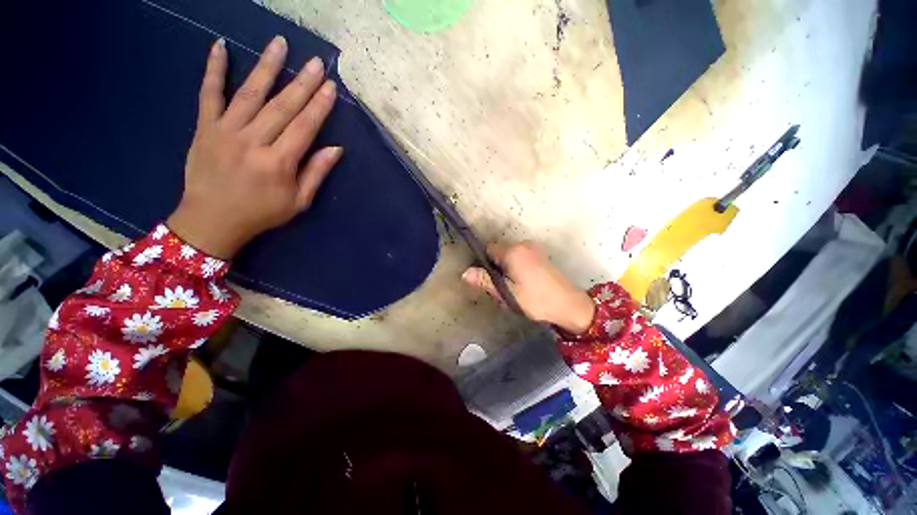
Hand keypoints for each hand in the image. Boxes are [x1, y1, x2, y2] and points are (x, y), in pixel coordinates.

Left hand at [167, 36, 341, 258]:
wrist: (212, 221)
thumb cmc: (261, 213)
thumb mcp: (298, 202)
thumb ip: (316, 173)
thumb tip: (336, 149)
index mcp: (279, 163)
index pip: (304, 127)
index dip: (319, 106)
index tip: (331, 87)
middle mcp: (253, 142)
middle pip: (282, 106)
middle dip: (302, 83)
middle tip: (316, 62)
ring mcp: (225, 131)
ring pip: (250, 93)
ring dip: (267, 67)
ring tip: (280, 44)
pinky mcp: (204, 128)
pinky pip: (209, 94)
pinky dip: (214, 70)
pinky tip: (220, 47)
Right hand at [462, 242, 595, 334]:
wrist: (569, 305)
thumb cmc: (535, 300)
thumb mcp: (507, 293)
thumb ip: (485, 280)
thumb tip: (465, 273)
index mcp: (513, 251)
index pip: (489, 249)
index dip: (485, 264)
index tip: (490, 280)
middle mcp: (523, 244)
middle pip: (499, 251)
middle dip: (497, 267)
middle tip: (502, 288)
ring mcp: (534, 248)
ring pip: (509, 254)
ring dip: (507, 268)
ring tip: (514, 287)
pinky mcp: (541, 254)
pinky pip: (520, 256)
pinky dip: (517, 266)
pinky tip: (524, 283)